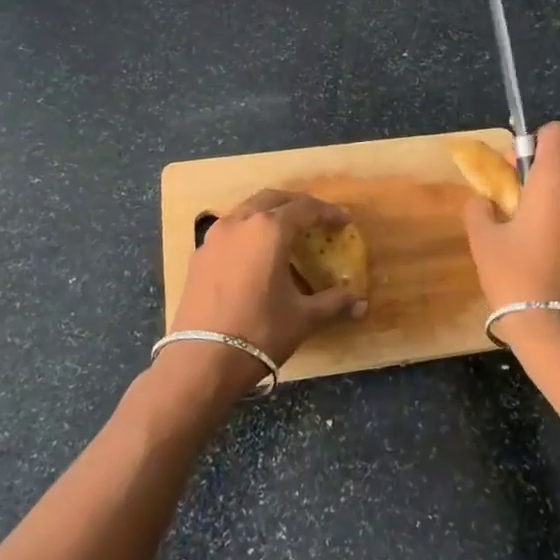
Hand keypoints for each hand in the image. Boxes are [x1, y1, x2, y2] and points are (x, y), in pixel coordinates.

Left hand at [161, 189, 366, 398]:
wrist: (201, 361)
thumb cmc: (259, 332)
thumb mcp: (303, 318)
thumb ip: (333, 303)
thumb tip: (360, 303)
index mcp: (268, 230)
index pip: (304, 208)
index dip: (328, 212)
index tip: (344, 221)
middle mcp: (239, 223)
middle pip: (272, 199)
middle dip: (297, 204)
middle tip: (316, 218)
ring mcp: (214, 238)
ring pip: (246, 210)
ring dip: (269, 213)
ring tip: (286, 232)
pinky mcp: (199, 256)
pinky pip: (229, 230)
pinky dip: (247, 231)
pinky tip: (255, 254)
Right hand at [463, 122, 559, 348]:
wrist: (555, 329)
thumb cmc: (514, 278)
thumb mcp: (483, 241)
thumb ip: (480, 210)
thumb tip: (484, 202)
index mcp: (554, 185)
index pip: (558, 133)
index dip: (538, 138)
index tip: (521, 162)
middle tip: (543, 175)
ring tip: (547, 217)